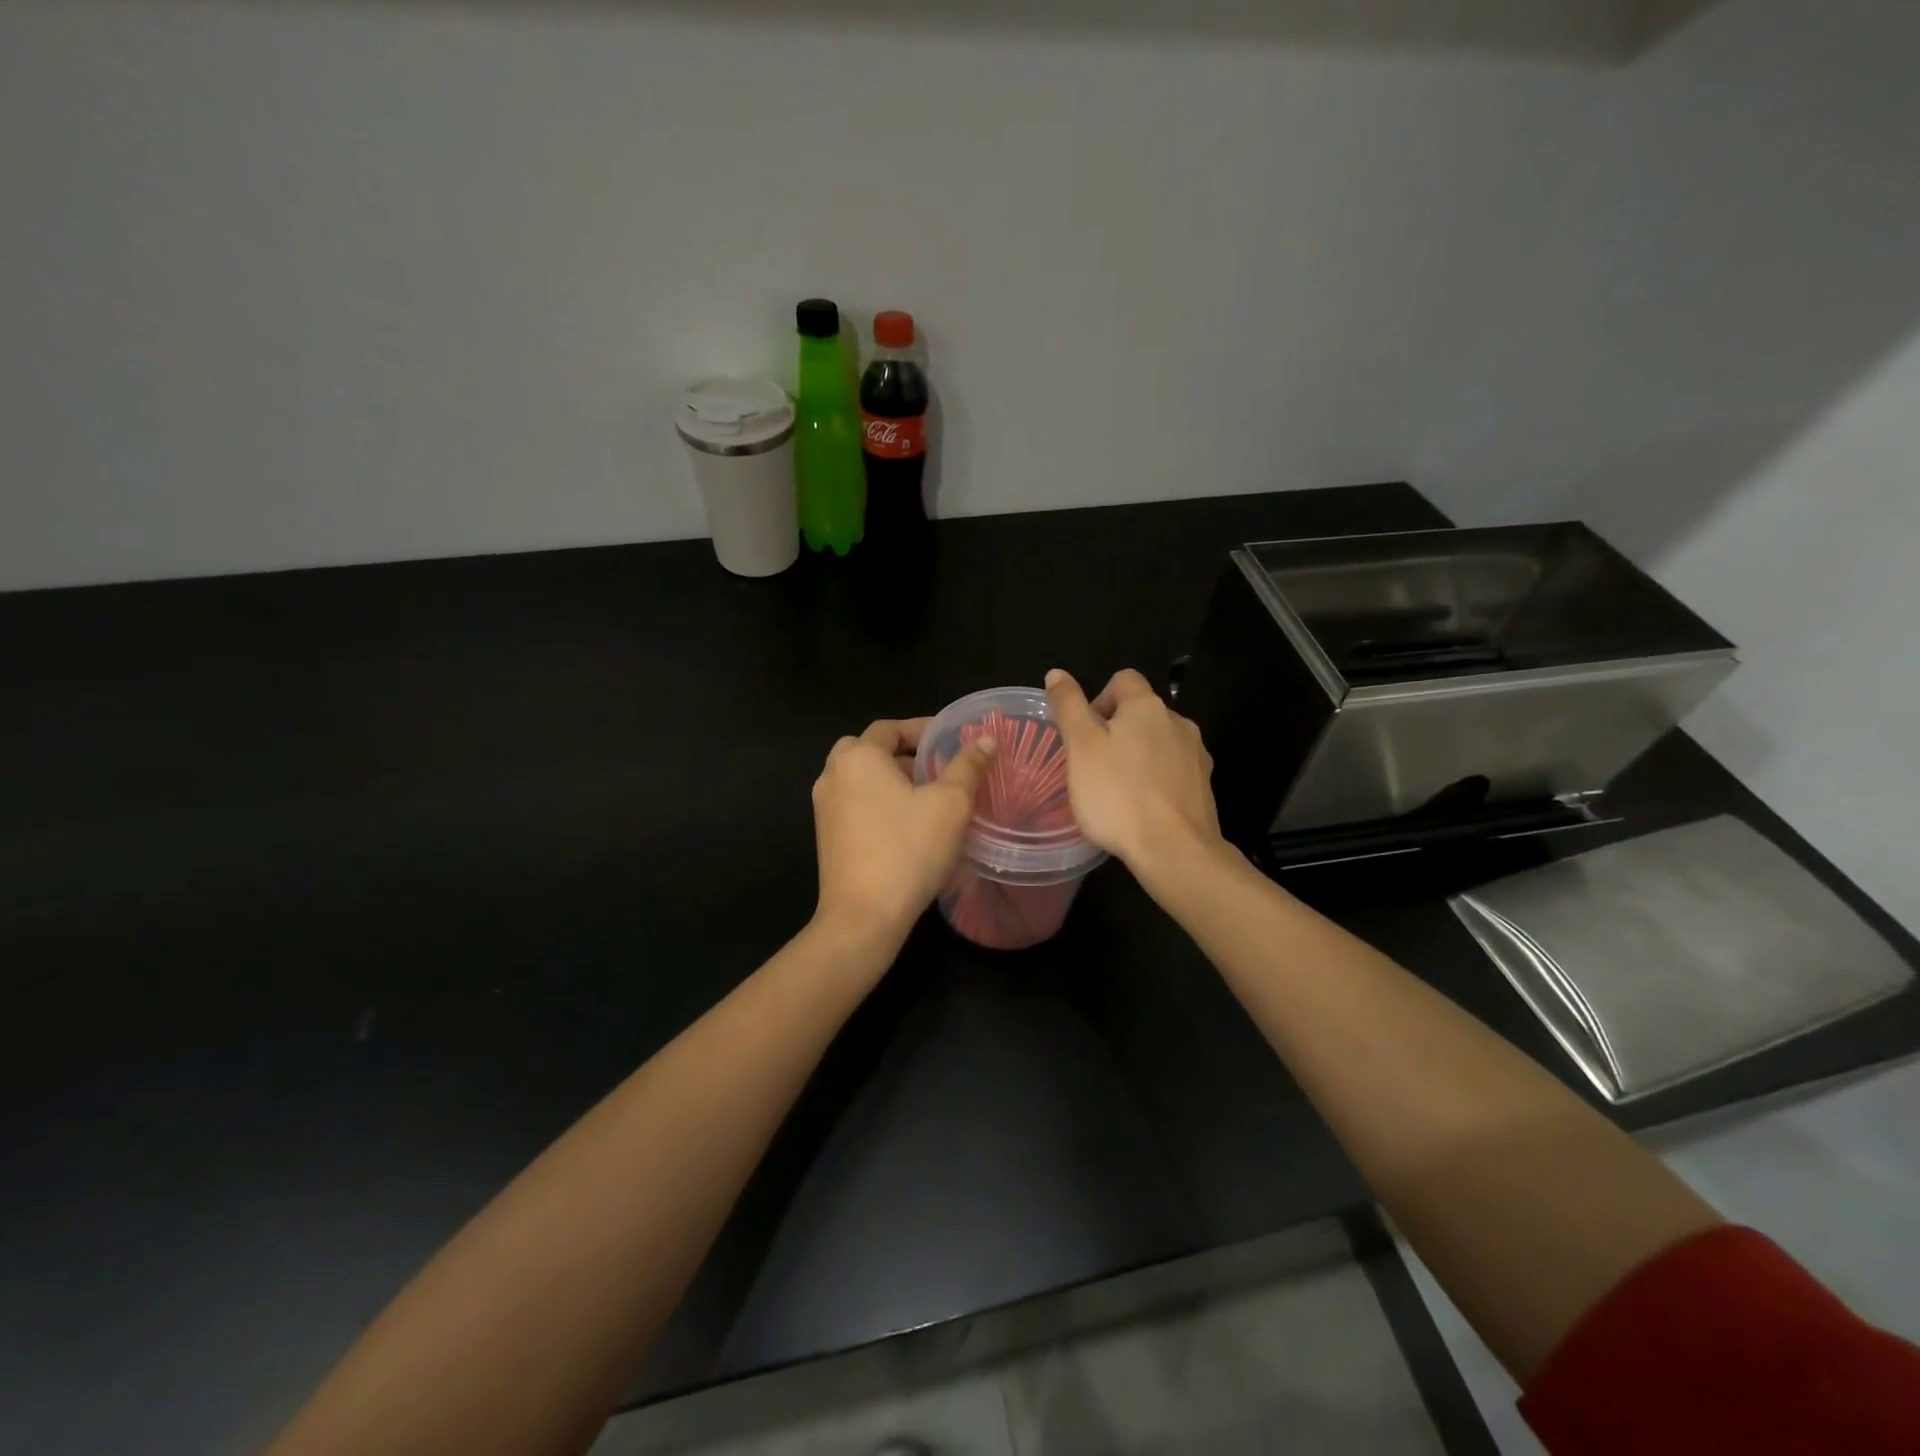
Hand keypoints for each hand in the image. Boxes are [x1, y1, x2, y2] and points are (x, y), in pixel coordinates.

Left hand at [811, 718, 996, 947]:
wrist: (863, 916)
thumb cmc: (909, 850)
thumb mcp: (951, 804)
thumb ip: (968, 766)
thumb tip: (986, 739)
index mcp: (859, 757)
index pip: (890, 727)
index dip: (923, 729)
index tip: (952, 739)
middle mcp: (833, 775)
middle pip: (869, 749)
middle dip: (903, 753)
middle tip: (936, 766)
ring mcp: (824, 807)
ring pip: (860, 778)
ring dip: (890, 778)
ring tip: (927, 795)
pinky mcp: (826, 836)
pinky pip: (854, 803)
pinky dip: (877, 801)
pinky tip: (906, 824)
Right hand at [1045, 668, 1223, 874]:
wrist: (1175, 850)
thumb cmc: (1118, 795)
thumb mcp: (1081, 747)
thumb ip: (1069, 707)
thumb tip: (1057, 673)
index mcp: (1147, 706)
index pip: (1123, 680)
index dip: (1099, 699)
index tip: (1085, 733)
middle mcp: (1178, 722)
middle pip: (1142, 713)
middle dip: (1118, 731)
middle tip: (1093, 766)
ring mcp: (1196, 754)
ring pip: (1159, 743)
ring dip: (1138, 756)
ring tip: (1117, 790)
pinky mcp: (1204, 785)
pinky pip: (1174, 771)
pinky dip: (1156, 780)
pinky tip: (1142, 808)